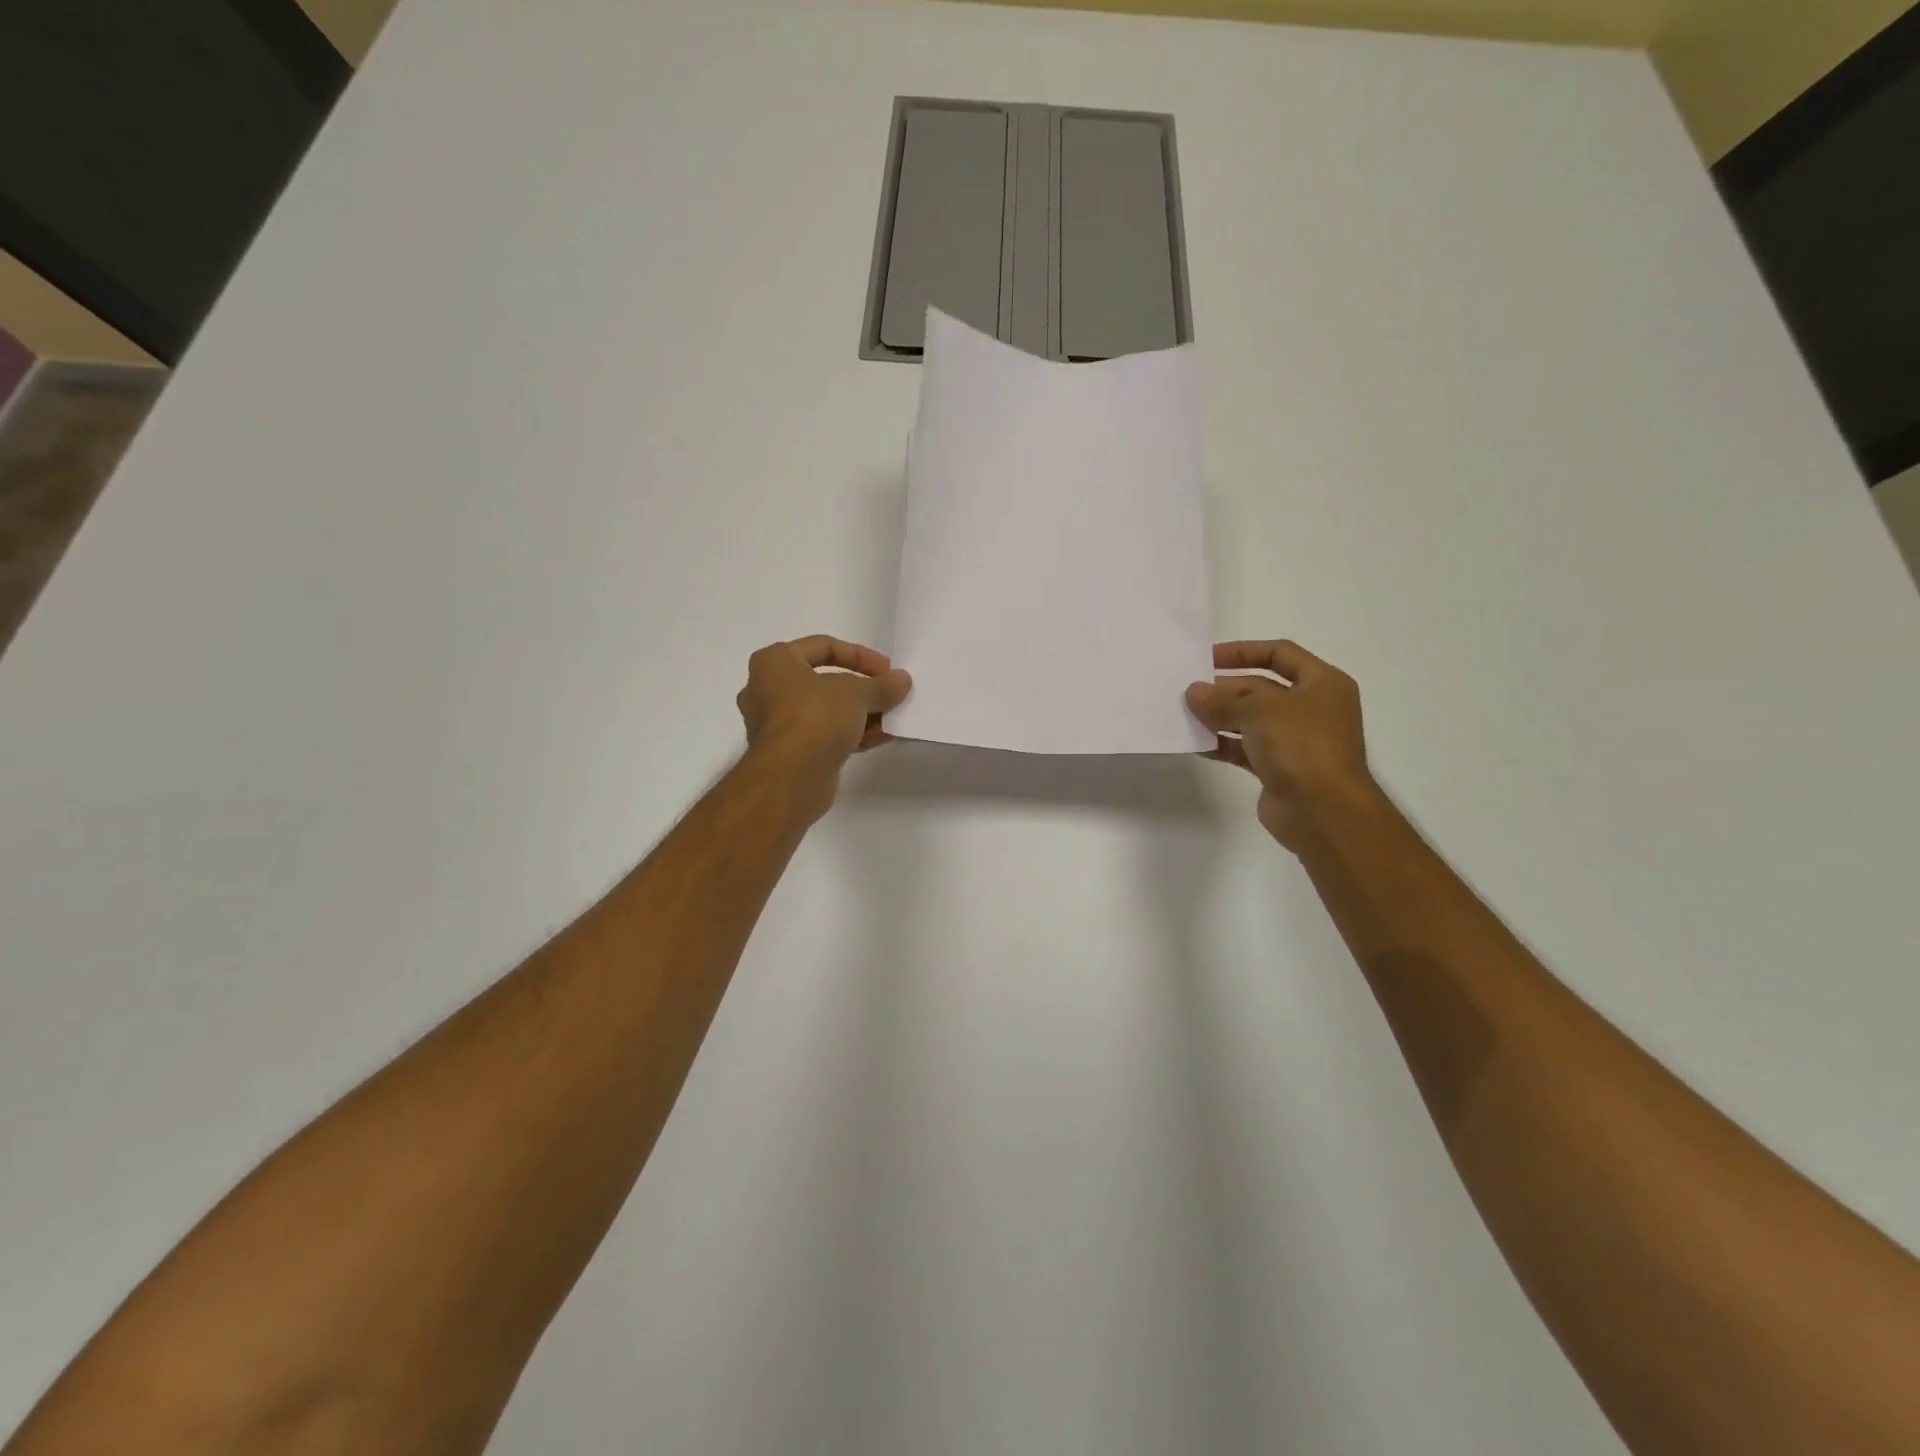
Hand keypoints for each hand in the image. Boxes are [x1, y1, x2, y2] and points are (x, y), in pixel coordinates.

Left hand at [737, 635, 911, 812]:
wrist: (790, 777)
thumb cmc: (815, 717)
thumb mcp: (857, 693)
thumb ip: (882, 684)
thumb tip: (902, 680)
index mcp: (774, 662)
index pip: (823, 646)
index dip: (860, 655)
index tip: (887, 669)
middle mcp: (768, 689)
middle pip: (824, 681)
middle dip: (862, 688)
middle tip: (888, 693)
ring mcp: (777, 724)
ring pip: (826, 710)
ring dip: (861, 713)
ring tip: (892, 717)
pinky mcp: (789, 753)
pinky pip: (824, 735)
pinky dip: (851, 733)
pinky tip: (882, 737)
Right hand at [1186, 640, 1377, 850]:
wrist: (1323, 811)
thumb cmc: (1301, 746)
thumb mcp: (1259, 711)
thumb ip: (1222, 700)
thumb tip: (1193, 692)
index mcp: (1322, 683)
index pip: (1279, 653)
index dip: (1243, 652)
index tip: (1207, 658)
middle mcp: (1312, 708)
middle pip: (1262, 687)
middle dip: (1225, 688)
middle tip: (1189, 691)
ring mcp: (1296, 740)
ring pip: (1251, 719)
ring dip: (1220, 716)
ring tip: (1186, 715)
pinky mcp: (1279, 768)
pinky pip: (1245, 748)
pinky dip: (1223, 744)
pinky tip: (1195, 743)